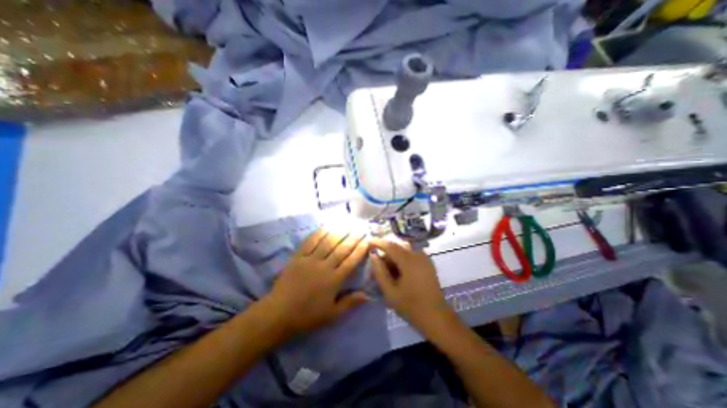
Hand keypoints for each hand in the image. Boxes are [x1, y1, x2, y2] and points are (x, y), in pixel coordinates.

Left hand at [265, 228, 371, 335]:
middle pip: (342, 249)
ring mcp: (310, 260)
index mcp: (334, 281)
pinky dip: (319, 233)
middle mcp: (324, 267)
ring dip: (339, 232)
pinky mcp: (298, 257)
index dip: (360, 250)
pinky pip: (310, 242)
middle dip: (353, 237)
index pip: (351, 261)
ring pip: (327, 242)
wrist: (278, 314)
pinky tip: (326, 226)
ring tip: (348, 223)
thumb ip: (350, 303)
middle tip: (361, 227)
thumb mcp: (331, 315)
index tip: (368, 240)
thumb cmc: (307, 316)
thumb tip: (367, 295)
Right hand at [370, 239, 453, 334]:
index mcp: (409, 261)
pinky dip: (403, 258)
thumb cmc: (411, 306)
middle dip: (386, 251)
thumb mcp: (390, 292)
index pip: (391, 246)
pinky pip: (412, 254)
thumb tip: (373, 256)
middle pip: (398, 246)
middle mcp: (418, 255)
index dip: (378, 242)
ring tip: (387, 268)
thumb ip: (380, 272)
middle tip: (377, 261)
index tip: (368, 241)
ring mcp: (425, 259)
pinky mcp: (428, 264)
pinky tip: (399, 270)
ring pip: (405, 250)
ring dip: (394, 255)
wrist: (437, 317)